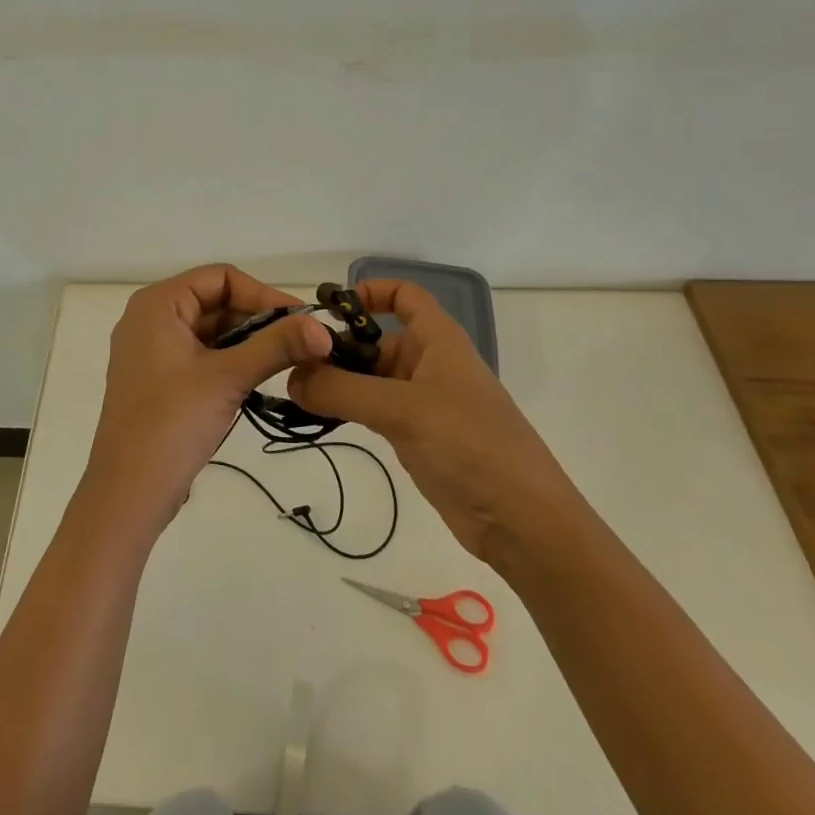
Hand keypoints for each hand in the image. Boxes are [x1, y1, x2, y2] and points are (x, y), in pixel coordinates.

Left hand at [83, 265, 330, 534]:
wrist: (127, 494)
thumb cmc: (172, 423)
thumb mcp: (228, 378)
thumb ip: (276, 347)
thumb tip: (324, 329)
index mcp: (157, 304)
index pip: (220, 278)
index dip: (262, 294)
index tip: (300, 321)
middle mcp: (150, 318)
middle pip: (214, 301)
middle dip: (257, 319)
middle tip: (301, 344)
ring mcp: (151, 351)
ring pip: (209, 331)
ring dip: (247, 342)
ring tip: (287, 362)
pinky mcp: (157, 380)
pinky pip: (199, 355)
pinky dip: (229, 361)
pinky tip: (258, 380)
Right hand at [288, 280, 588, 576]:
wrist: (523, 522)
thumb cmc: (469, 445)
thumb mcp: (401, 410)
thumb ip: (342, 390)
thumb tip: (291, 377)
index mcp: (439, 341)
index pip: (405, 296)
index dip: (370, 292)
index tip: (328, 309)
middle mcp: (431, 364)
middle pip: (378, 340)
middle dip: (339, 346)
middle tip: (292, 363)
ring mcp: (425, 403)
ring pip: (373, 378)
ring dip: (339, 381)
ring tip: (296, 391)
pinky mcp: (419, 437)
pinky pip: (376, 410)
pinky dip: (349, 409)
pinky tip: (320, 417)